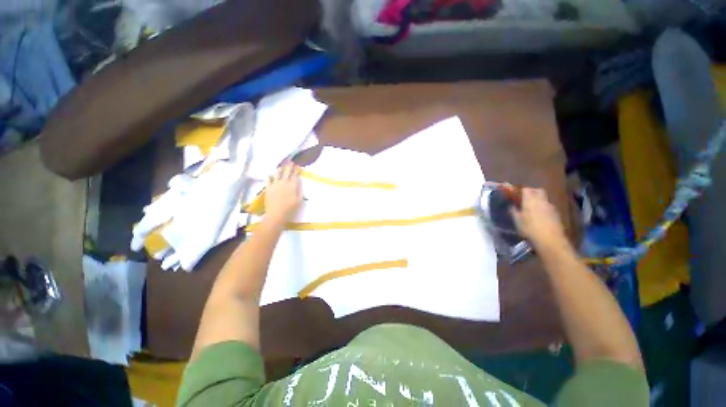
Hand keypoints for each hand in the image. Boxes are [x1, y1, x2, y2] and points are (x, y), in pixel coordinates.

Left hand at [264, 163, 302, 223]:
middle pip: (287, 172)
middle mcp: (283, 183)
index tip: (298, 166)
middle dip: (289, 167)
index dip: (296, 170)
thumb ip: (300, 190)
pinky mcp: (268, 188)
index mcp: (292, 186)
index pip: (295, 175)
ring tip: (282, 166)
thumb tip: (299, 182)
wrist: (276, 214)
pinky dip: (270, 176)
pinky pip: (268, 180)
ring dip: (280, 169)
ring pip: (277, 174)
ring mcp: (275, 185)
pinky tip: (270, 174)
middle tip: (291, 162)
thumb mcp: (299, 200)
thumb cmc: (290, 208)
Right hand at [511, 188, 567, 249]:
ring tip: (531, 209)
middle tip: (524, 199)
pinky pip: (547, 207)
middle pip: (537, 191)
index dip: (519, 191)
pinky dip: (543, 208)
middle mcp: (541, 200)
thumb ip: (513, 211)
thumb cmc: (529, 228)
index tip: (515, 195)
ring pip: (543, 199)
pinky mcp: (556, 214)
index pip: (525, 189)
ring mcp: (550, 207)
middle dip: (531, 192)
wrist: (550, 240)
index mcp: (530, 200)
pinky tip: (539, 216)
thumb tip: (511, 206)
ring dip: (537, 201)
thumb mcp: (517, 220)